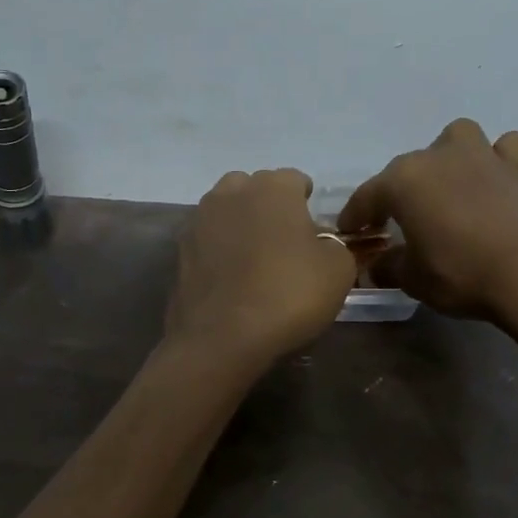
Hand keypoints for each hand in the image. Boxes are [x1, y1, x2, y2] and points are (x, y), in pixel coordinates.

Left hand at [165, 168, 356, 365]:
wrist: (222, 337)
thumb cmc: (288, 294)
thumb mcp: (338, 270)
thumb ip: (334, 246)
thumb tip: (321, 244)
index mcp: (273, 188)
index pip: (295, 179)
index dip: (307, 201)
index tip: (313, 228)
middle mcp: (232, 192)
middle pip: (255, 188)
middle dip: (269, 207)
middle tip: (284, 242)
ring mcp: (200, 219)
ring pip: (226, 210)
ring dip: (241, 225)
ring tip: (255, 258)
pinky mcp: (180, 249)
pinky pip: (208, 239)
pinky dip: (219, 250)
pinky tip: (231, 277)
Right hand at [338, 119, 517, 324]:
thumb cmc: (463, 275)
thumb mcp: (414, 280)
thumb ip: (390, 266)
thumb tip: (378, 265)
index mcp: (404, 181)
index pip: (368, 196)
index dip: (356, 215)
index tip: (351, 232)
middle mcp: (440, 157)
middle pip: (408, 167)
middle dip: (399, 191)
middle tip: (400, 220)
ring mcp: (483, 155)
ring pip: (457, 139)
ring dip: (449, 157)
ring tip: (451, 186)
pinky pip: (505, 149)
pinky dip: (498, 161)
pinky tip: (497, 182)